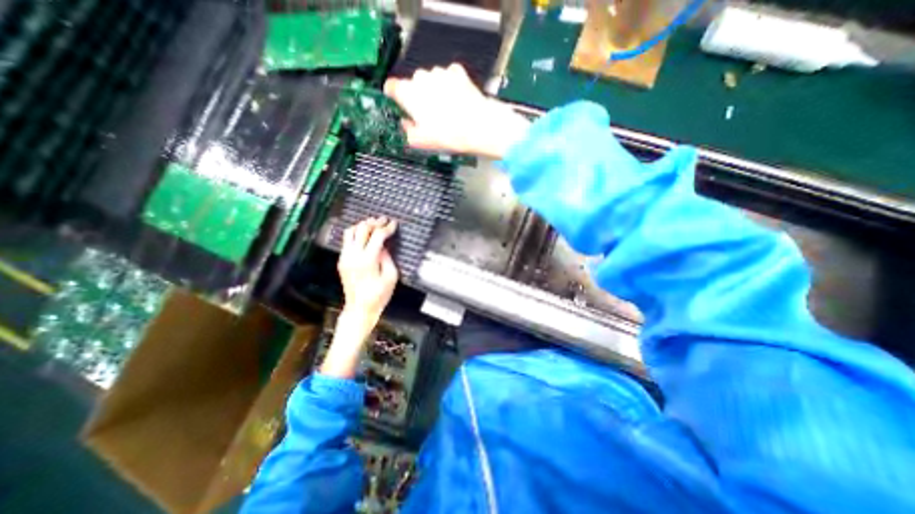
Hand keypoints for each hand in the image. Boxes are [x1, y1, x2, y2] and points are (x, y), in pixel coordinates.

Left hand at [338, 215, 398, 320]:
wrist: (359, 309)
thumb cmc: (379, 295)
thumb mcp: (391, 276)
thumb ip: (387, 257)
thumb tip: (383, 245)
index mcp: (368, 260)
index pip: (377, 235)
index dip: (387, 227)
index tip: (394, 224)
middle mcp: (353, 255)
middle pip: (362, 229)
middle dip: (375, 222)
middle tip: (384, 220)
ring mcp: (345, 257)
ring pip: (350, 232)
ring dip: (363, 225)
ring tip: (373, 224)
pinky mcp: (341, 261)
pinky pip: (347, 241)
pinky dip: (356, 234)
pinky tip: (365, 235)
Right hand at [383, 65, 529, 161]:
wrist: (477, 126)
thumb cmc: (447, 135)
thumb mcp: (420, 141)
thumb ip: (406, 130)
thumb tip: (406, 124)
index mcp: (408, 93)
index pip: (391, 87)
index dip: (395, 97)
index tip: (401, 105)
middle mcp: (421, 77)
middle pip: (413, 83)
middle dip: (418, 96)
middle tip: (428, 115)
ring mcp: (440, 72)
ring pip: (431, 79)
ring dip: (435, 90)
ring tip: (446, 110)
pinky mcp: (457, 71)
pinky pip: (448, 76)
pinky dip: (450, 86)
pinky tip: (457, 100)